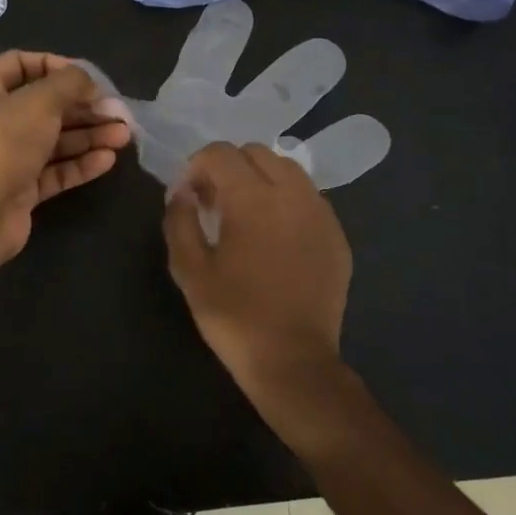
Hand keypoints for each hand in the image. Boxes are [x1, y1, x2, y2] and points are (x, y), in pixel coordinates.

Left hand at [0, 51, 133, 260]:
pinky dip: (80, 163)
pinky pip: (55, 170)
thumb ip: (70, 83)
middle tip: (117, 111)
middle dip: (83, 107)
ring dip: (89, 135)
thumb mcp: (39, 101)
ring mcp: (7, 157)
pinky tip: (108, 159)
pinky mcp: (21, 188)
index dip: (54, 65)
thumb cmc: (3, 143)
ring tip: (123, 136)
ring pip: (54, 140)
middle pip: (44, 105)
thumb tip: (90, 84)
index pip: (19, 64)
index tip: (86, 77)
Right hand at [164, 142, 352, 413]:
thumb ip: (179, 220)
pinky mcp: (336, 234)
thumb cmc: (234, 315)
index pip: (220, 153)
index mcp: (252, 198)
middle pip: (257, 152)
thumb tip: (182, 192)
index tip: (188, 196)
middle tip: (213, 202)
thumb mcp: (189, 270)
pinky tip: (274, 235)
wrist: (293, 362)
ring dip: (260, 178)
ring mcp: (320, 213)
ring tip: (245, 215)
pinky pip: (308, 197)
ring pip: (287, 169)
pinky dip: (286, 200)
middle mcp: (292, 194)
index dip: (196, 166)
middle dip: (229, 167)